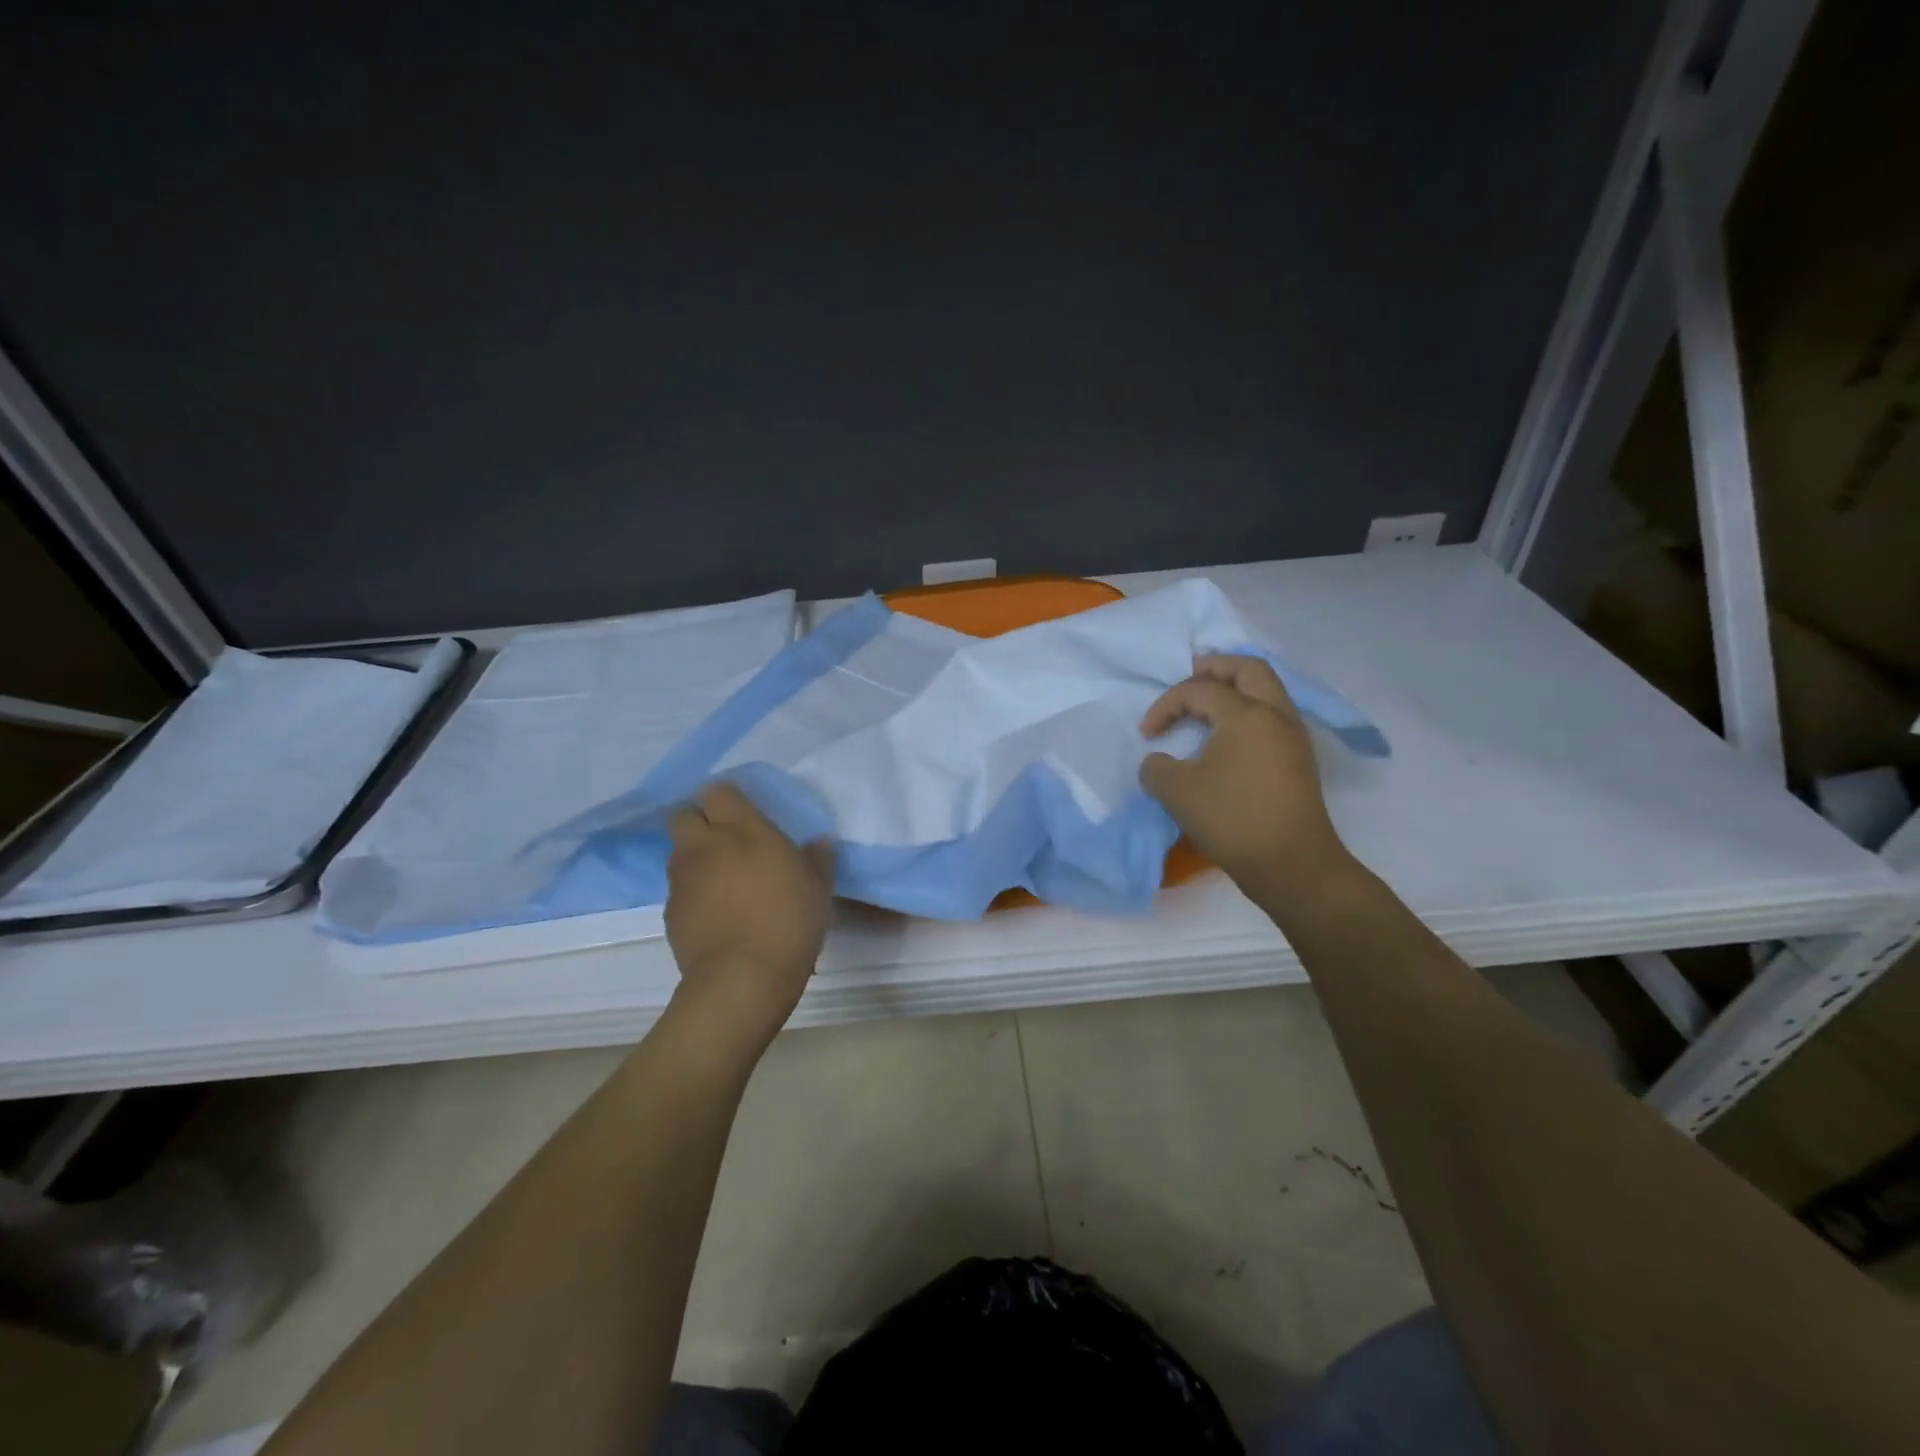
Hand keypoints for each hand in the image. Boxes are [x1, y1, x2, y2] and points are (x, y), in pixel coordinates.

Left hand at [665, 783, 835, 1049]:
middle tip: (726, 840)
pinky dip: (693, 893)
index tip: (744, 813)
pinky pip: (679, 890)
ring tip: (723, 880)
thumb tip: (820, 842)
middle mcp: (703, 845)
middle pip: (683, 815)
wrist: (742, 977)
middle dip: (699, 821)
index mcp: (740, 828)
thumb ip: (817, 858)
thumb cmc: (788, 919)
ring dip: (695, 857)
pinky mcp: (670, 913)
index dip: (727, 799)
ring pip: (678, 853)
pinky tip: (716, 913)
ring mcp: (681, 879)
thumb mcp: (818, 886)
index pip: (717, 791)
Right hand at [1139, 654, 1354, 915]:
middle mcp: (1276, 715)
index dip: (1167, 705)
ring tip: (1209, 702)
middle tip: (1192, 673)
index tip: (1147, 734)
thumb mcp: (1176, 792)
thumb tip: (1159, 761)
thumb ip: (1156, 768)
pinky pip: (1273, 717)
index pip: (1199, 691)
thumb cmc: (1232, 819)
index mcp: (1246, 714)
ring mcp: (1294, 738)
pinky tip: (1229, 734)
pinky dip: (1249, 711)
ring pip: (1268, 692)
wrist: (1292, 865)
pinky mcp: (1299, 762)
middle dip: (1217, 667)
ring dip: (1237, 688)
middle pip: (1250, 670)